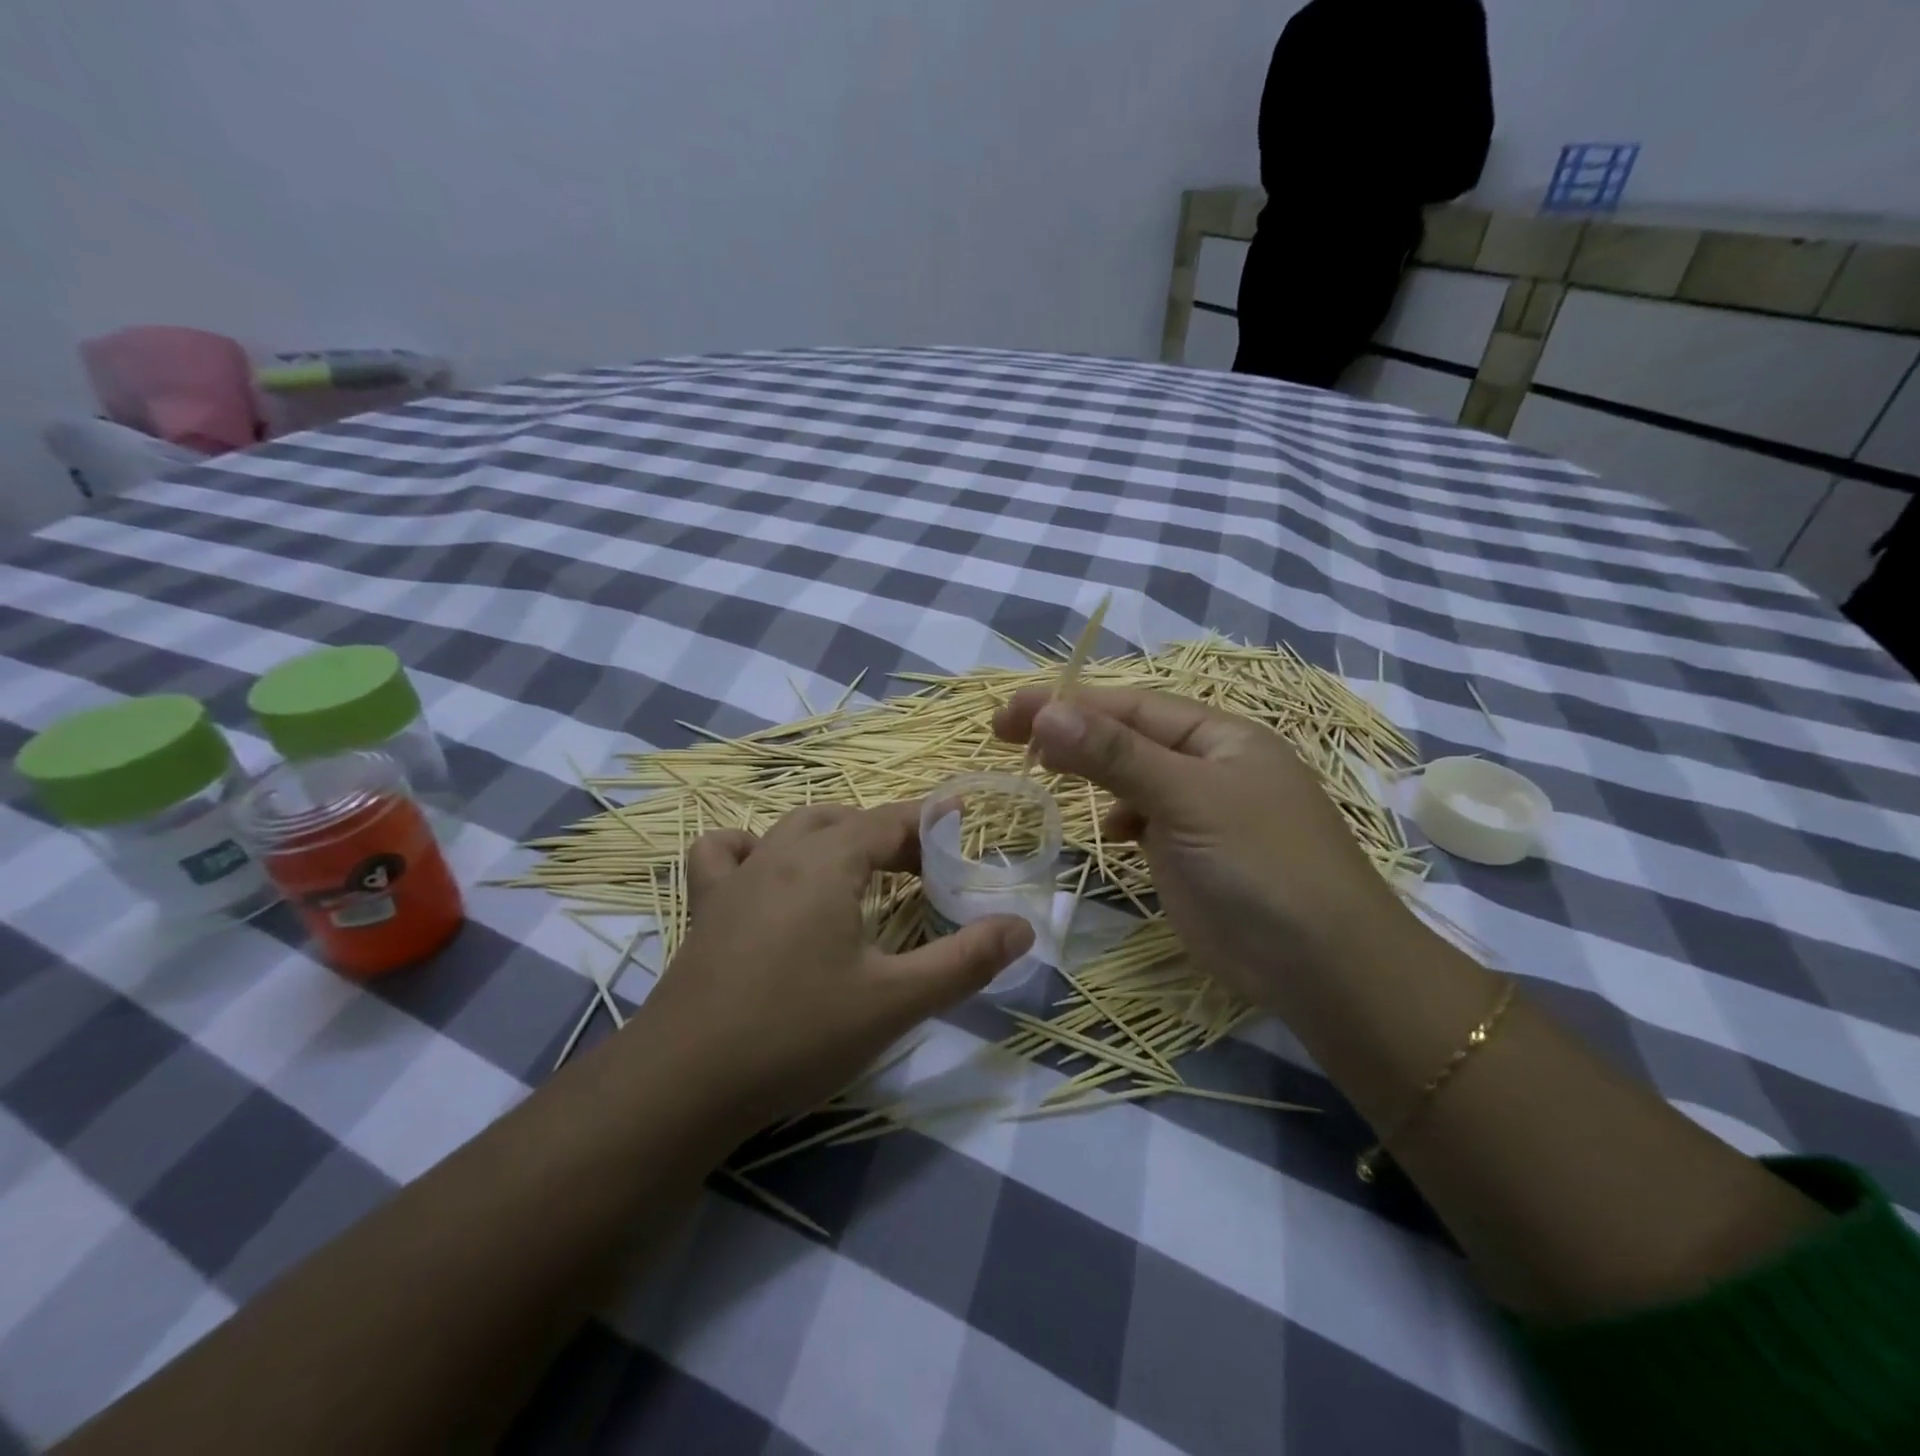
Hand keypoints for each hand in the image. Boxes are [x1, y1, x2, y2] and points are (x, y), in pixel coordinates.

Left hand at [633, 802, 1032, 1133]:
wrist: (683, 1083)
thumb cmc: (797, 1033)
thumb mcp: (895, 1001)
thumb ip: (965, 961)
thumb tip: (1022, 927)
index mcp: (828, 862)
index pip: (891, 821)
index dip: (931, 821)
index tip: (963, 826)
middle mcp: (780, 853)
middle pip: (847, 820)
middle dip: (891, 834)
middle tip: (924, 869)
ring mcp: (736, 878)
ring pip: (792, 827)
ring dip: (834, 836)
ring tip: (860, 868)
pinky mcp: (705, 908)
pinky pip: (727, 853)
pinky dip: (755, 848)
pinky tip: (768, 875)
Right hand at [993, 686, 1419, 1010]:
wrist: (1321, 966)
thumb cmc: (1259, 864)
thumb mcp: (1186, 798)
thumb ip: (1114, 755)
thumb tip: (1045, 712)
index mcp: (1218, 735)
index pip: (1129, 706)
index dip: (1067, 704)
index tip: (1008, 713)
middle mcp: (1209, 765)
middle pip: (1127, 736)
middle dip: (1071, 733)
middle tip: (1008, 737)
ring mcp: (1200, 811)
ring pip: (1132, 777)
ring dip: (1091, 771)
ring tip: (1044, 772)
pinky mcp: (1190, 854)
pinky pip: (1143, 819)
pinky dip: (1118, 817)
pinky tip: (1109, 831)